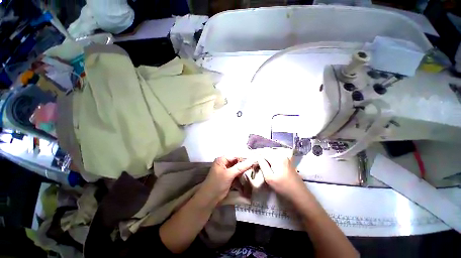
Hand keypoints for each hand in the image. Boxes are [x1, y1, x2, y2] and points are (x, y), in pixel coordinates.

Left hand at [197, 157, 254, 206]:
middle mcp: (224, 163)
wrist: (209, 199)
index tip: (255, 158)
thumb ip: (240, 167)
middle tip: (255, 163)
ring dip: (244, 168)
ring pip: (238, 166)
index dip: (245, 157)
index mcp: (222, 159)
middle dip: (245, 162)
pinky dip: (242, 173)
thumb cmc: (217, 184)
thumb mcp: (229, 175)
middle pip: (237, 160)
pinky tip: (248, 173)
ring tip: (254, 168)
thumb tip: (252, 160)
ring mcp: (227, 169)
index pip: (235, 155)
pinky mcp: (229, 176)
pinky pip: (237, 172)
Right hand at [257, 150, 308, 202]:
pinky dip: (270, 158)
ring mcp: (286, 158)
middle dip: (260, 154)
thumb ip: (262, 165)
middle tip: (254, 160)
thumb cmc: (283, 187)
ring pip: (272, 153)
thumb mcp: (269, 177)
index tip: (251, 159)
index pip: (263, 152)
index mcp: (277, 158)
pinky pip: (276, 156)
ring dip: (265, 156)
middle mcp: (282, 155)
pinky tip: (267, 163)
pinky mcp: (287, 161)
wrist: (299, 194)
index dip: (256, 155)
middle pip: (268, 151)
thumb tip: (258, 157)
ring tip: (259, 162)